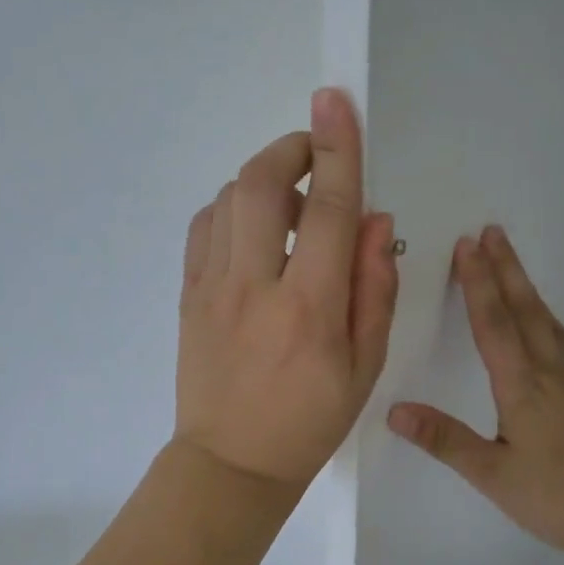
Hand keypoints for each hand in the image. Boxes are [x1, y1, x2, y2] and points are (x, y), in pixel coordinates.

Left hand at [175, 88, 398, 488]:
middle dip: (292, 149)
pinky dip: (231, 208)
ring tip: (293, 206)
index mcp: (310, 310)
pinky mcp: (187, 295)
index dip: (338, 150)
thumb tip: (376, 218)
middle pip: (263, 186)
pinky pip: (204, 227)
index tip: (337, 101)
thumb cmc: (310, 420)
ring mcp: (212, 288)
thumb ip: (375, 287)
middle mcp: (256, 288)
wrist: (232, 463)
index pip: (330, 211)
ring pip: (229, 199)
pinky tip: (253, 229)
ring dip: (265, 181)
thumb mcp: (365, 366)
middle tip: (315, 152)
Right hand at [387, 226, 563, 564]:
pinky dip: (546, 315)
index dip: (478, 283)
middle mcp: (552, 370)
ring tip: (511, 261)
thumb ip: (445, 440)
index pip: (493, 323)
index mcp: (523, 386)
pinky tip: (545, 322)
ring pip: (547, 319)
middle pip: (525, 308)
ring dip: (525, 286)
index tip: (467, 245)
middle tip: (491, 230)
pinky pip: (563, 339)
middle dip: (505, 267)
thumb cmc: (562, 499)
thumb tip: (394, 411)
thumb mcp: (495, 476)